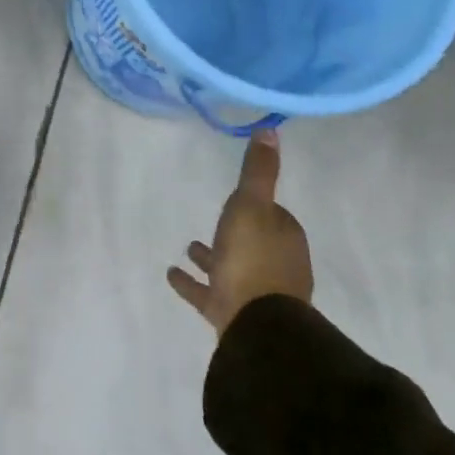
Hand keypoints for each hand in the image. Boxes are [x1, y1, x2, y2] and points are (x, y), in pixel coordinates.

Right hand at [168, 130, 312, 333]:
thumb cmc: (253, 258)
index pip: (273, 215)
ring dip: (211, 257)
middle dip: (233, 232)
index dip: (257, 206)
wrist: (256, 324)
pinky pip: (208, 293)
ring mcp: (255, 294)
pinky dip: (192, 283)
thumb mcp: (252, 204)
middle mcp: (275, 265)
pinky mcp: (232, 314)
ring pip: (231, 268)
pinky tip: (171, 274)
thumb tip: (270, 129)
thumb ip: (258, 170)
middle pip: (252, 242)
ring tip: (188, 247)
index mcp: (283, 238)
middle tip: (212, 221)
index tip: (240, 197)